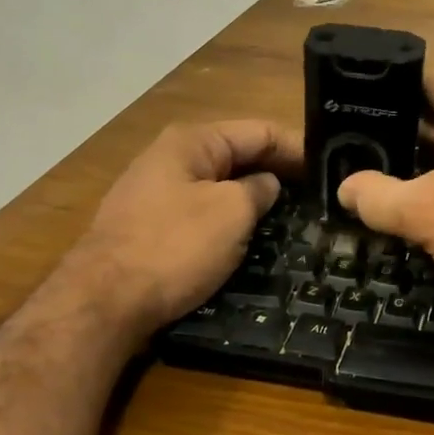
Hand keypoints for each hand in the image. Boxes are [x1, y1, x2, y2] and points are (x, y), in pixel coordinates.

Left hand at [72, 121, 301, 337]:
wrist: (101, 302)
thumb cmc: (173, 247)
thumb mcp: (231, 213)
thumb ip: (259, 190)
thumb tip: (267, 185)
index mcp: (193, 141)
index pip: (260, 131)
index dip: (298, 148)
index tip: (331, 171)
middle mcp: (172, 157)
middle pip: (239, 155)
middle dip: (278, 172)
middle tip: (319, 195)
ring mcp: (157, 192)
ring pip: (221, 185)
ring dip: (254, 197)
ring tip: (292, 216)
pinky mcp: (150, 225)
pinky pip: (203, 210)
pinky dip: (230, 217)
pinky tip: (250, 235)